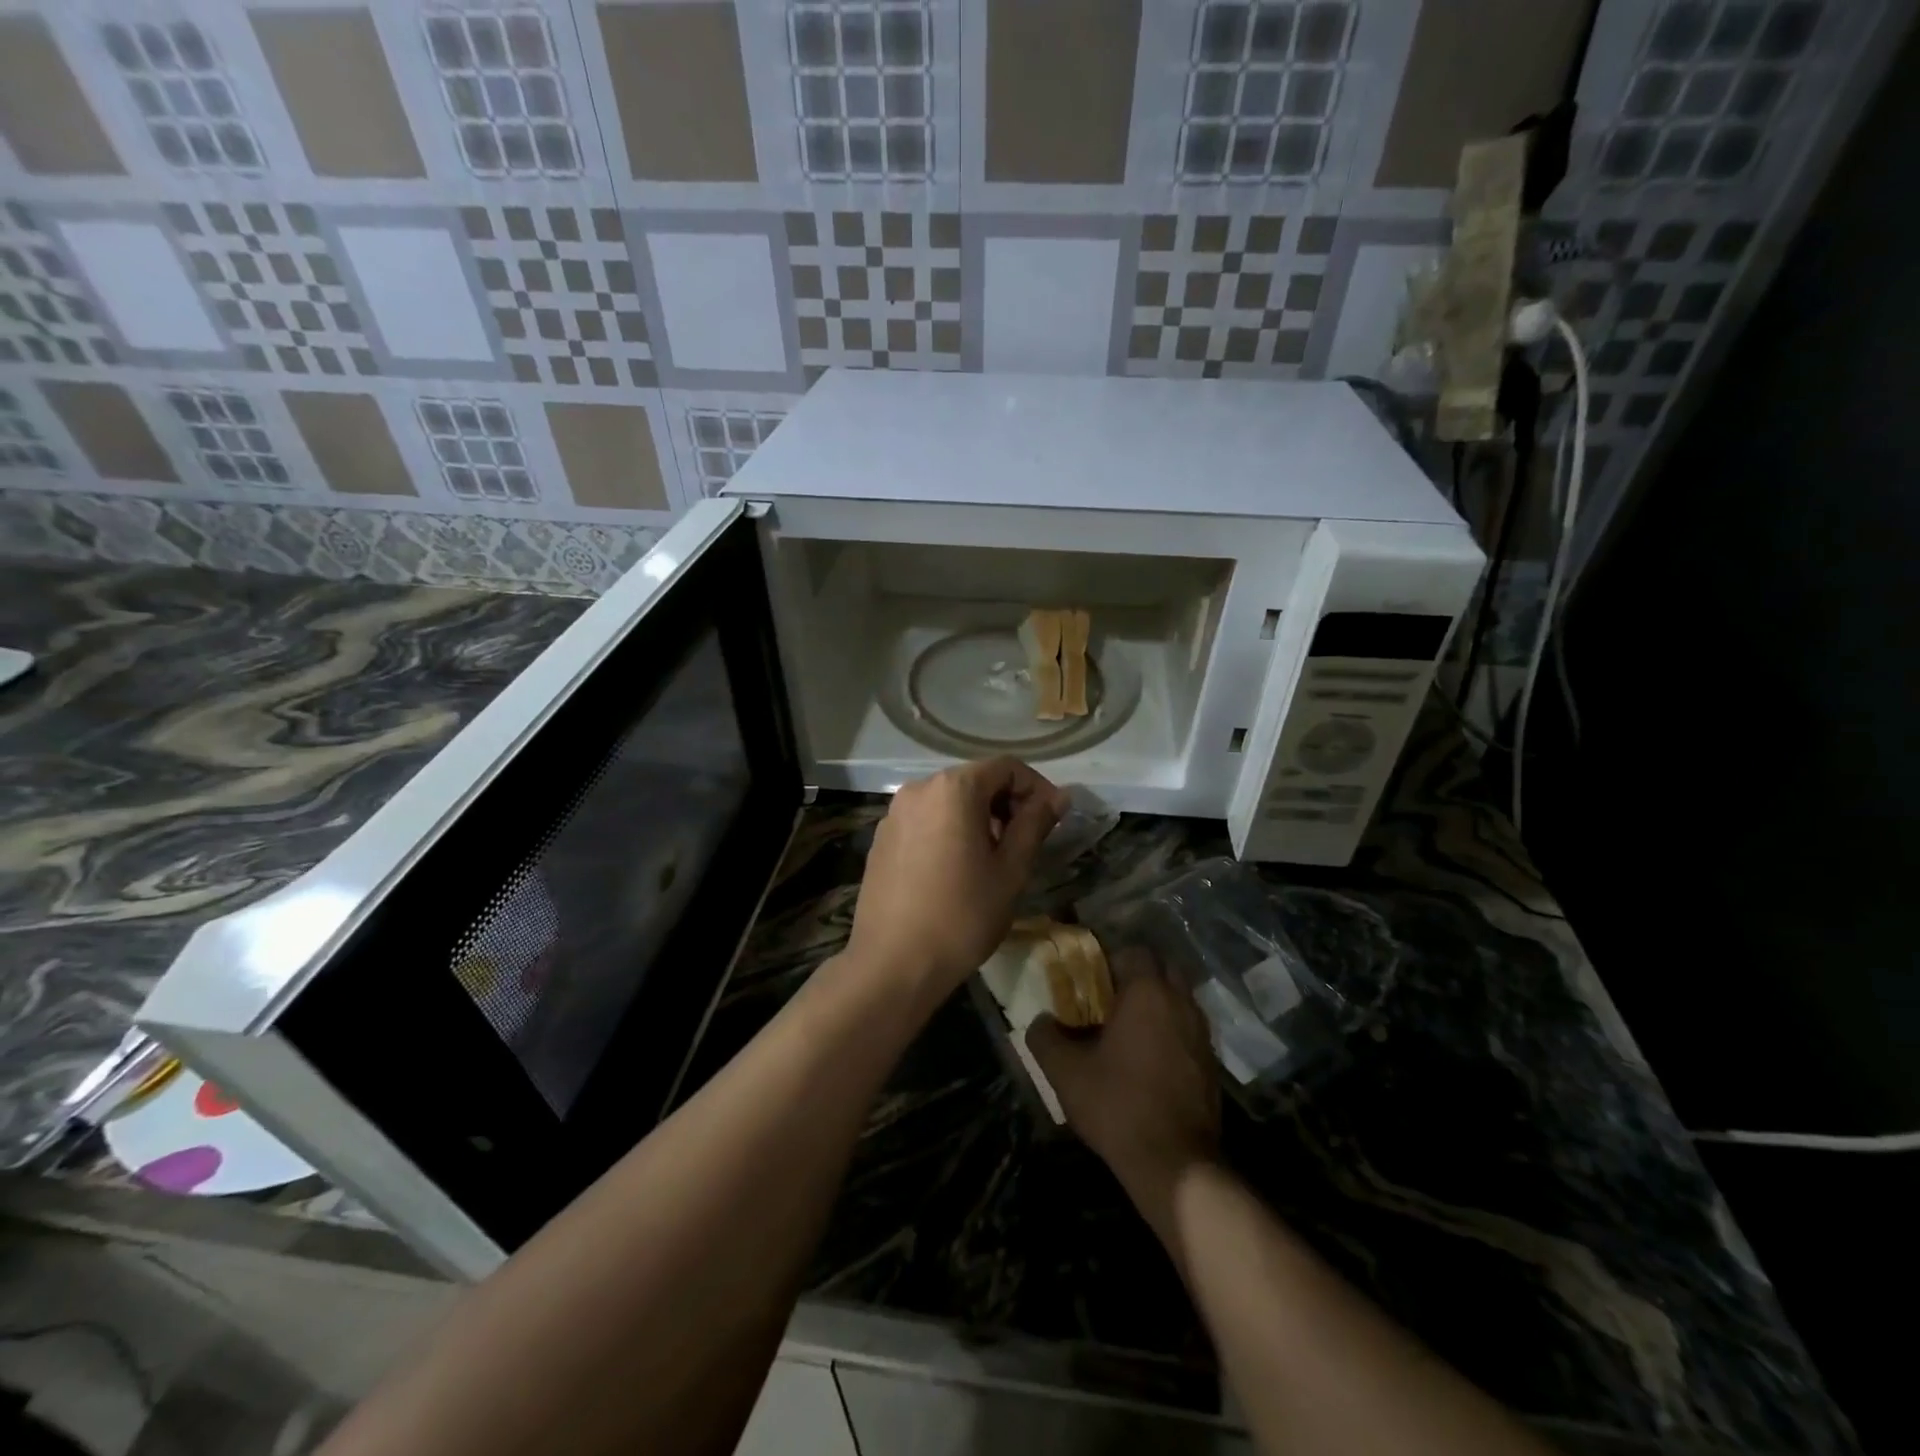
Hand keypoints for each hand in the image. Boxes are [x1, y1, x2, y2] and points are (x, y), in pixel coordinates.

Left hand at [847, 758, 1067, 1000]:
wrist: (893, 963)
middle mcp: (919, 788)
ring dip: (978, 818)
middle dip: (1006, 803)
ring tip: (992, 860)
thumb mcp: (1011, 869)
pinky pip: (926, 820)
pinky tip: (955, 870)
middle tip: (1024, 844)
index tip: (1051, 821)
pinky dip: (949, 831)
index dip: (1036, 788)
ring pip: (949, 801)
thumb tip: (1058, 796)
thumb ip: (1035, 823)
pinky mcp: (881, 838)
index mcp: (953, 788)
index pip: (1006, 767)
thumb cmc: (962, 915)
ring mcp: (894, 813)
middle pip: (975, 780)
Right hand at [1027, 948, 1220, 1217]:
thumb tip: (1040, 1021)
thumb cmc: (1117, 1105)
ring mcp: (1202, 1033)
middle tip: (1111, 1000)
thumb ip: (1045, 1037)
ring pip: (1180, 999)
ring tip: (1129, 1030)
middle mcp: (1180, 1002)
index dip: (1111, 960)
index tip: (1092, 982)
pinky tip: (1150, 1060)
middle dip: (1139, 976)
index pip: (1134, 952)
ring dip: (1158, 1004)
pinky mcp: (1212, 1063)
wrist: (1174, 1163)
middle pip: (1163, 969)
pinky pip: (1189, 1029)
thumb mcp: (1065, 1072)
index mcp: (1147, 993)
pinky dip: (1172, 1031)